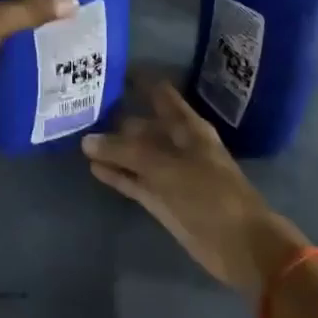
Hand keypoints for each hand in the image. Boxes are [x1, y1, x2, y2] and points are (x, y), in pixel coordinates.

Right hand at [83, 82, 311, 302]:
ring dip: (113, 148)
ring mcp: (170, 173)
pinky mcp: (162, 199)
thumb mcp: (164, 167)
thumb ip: (125, 151)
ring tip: (79, 137)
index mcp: (188, 127)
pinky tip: (93, 167)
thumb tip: (87, 140)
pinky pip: (134, 180)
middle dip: (116, 117)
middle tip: (80, 108)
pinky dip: (117, 173)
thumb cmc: (209, 195)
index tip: (107, 71)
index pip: (159, 93)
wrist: (239, 245)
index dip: (137, 81)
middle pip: (144, 125)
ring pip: (136, 154)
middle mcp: (178, 144)